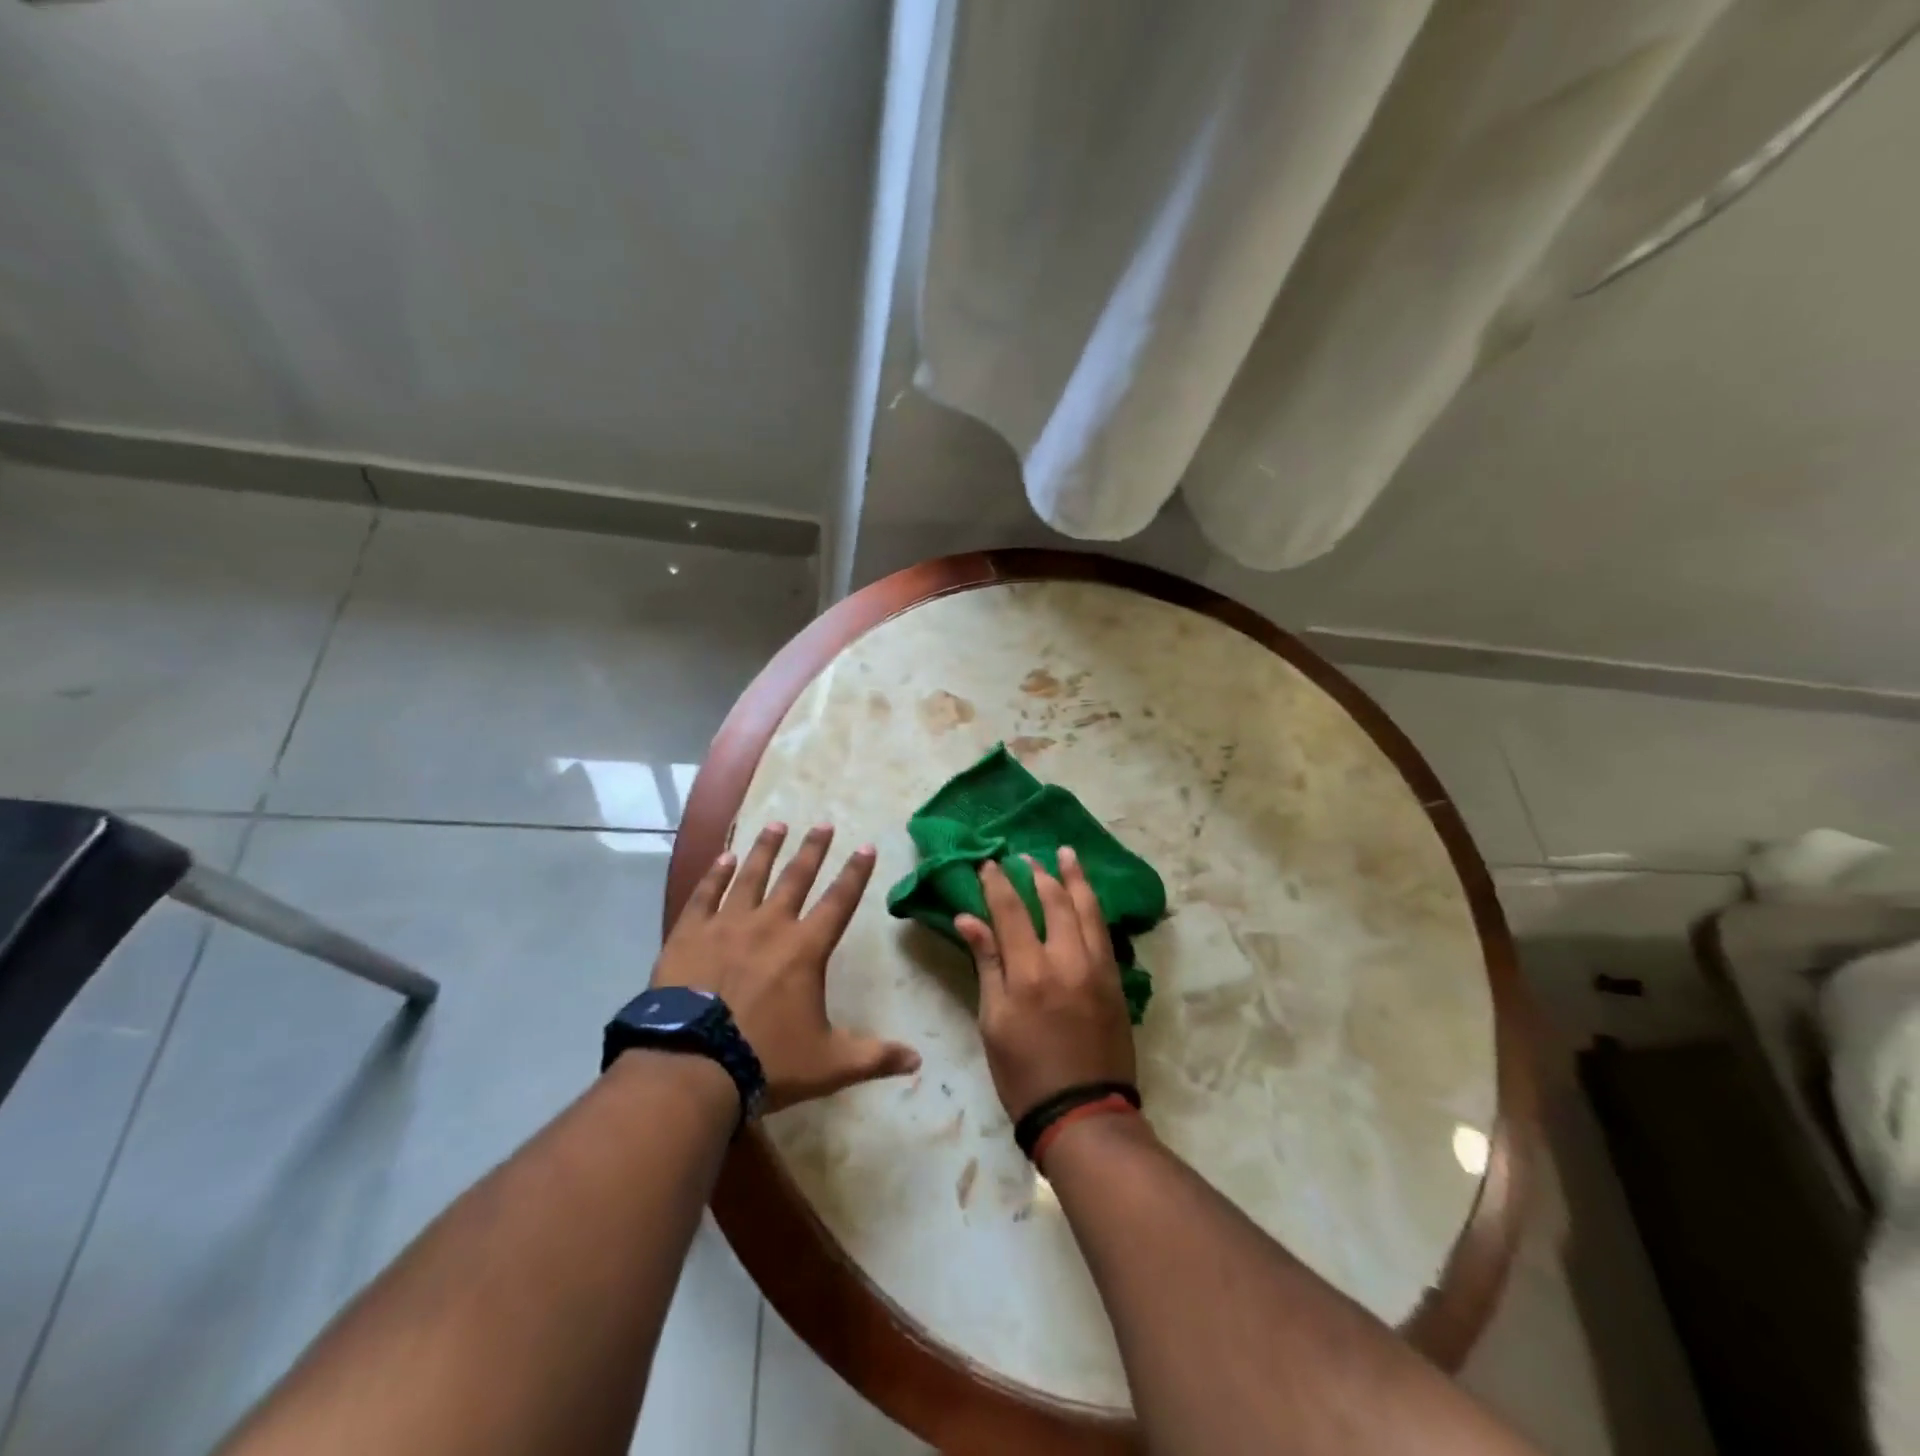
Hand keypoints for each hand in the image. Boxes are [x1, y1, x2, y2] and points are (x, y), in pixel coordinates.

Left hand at [654, 823, 919, 1112]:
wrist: (693, 1066)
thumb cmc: (766, 1061)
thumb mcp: (829, 1064)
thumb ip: (874, 1057)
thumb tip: (918, 1061)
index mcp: (805, 949)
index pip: (839, 901)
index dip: (856, 873)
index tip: (866, 847)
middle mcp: (770, 925)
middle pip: (796, 877)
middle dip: (813, 849)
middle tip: (823, 824)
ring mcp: (726, 925)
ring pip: (751, 876)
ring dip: (767, 848)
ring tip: (777, 824)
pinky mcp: (689, 934)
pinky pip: (705, 894)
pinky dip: (716, 874)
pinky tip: (725, 856)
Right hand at [954, 848, 1135, 1121]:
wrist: (1083, 1113)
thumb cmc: (1024, 1073)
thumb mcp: (993, 1021)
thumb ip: (987, 963)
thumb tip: (969, 918)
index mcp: (1029, 971)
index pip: (1010, 910)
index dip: (997, 883)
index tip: (989, 863)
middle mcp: (1067, 959)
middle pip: (1054, 901)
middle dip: (1037, 873)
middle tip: (1024, 856)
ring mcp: (1097, 967)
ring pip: (1087, 909)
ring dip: (1074, 878)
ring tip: (1065, 854)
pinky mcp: (1115, 980)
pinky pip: (1104, 930)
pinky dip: (1093, 906)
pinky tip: (1087, 896)